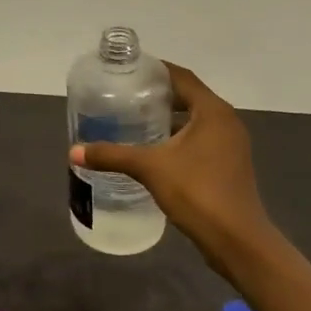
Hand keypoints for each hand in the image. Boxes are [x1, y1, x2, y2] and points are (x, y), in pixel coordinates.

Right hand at [70, 61, 269, 263]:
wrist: (237, 241)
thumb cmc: (197, 192)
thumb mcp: (149, 168)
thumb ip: (112, 156)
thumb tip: (74, 151)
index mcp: (213, 111)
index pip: (182, 77)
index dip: (155, 70)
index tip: (128, 70)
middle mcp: (226, 122)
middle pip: (188, 97)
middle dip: (157, 95)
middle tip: (124, 95)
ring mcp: (230, 145)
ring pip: (194, 120)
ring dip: (167, 118)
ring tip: (133, 120)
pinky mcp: (228, 166)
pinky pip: (199, 140)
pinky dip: (177, 138)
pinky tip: (152, 150)